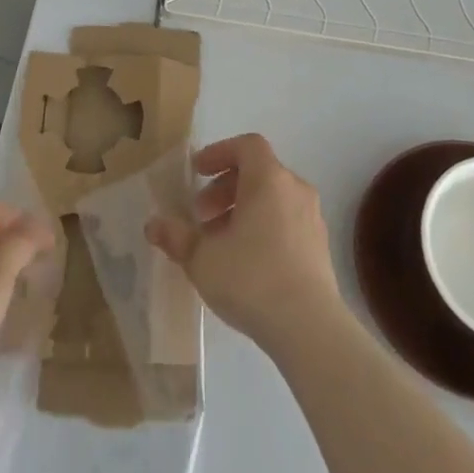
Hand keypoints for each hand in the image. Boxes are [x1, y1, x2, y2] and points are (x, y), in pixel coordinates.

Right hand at [145, 133, 343, 356]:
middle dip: (225, 188)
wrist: (309, 327)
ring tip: (218, 243)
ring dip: (243, 210)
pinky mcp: (320, 247)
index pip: (247, 145)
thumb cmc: (251, 278)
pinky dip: (263, 227)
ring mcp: (312, 218)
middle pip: (258, 172)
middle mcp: (295, 190)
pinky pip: (287, 221)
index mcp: (269, 179)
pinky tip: (245, 263)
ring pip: (273, 199)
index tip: (197, 172)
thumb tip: (153, 225)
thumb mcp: (202, 258)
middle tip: (201, 214)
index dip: (219, 152)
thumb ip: (176, 236)